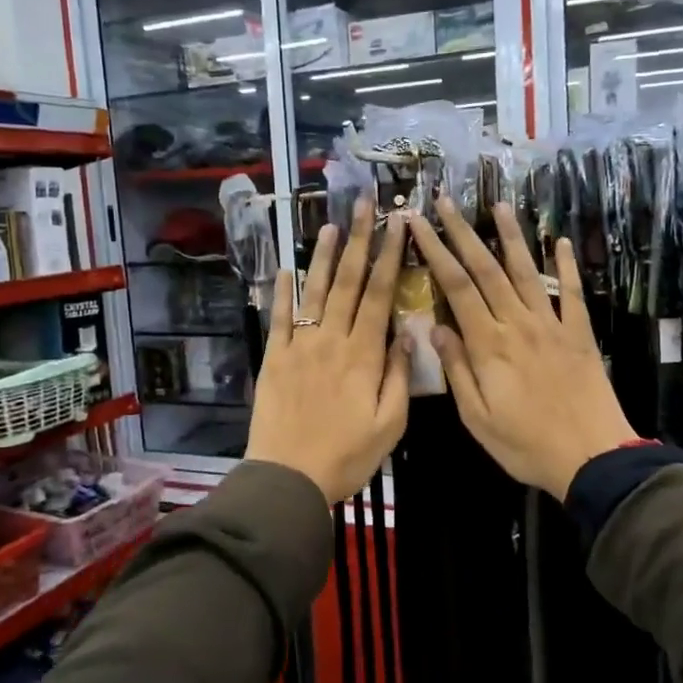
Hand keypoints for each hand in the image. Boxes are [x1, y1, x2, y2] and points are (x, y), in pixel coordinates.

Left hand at [246, 198, 411, 503]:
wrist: (289, 478)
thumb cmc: (347, 456)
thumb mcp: (390, 424)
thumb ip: (399, 376)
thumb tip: (408, 334)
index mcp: (364, 355)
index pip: (380, 295)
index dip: (390, 257)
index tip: (398, 225)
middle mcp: (332, 340)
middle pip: (349, 283)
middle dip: (360, 241)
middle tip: (365, 205)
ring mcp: (300, 346)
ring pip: (315, 292)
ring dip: (324, 257)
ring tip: (331, 225)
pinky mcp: (274, 358)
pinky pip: (279, 318)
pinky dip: (283, 292)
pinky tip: (287, 268)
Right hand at [408, 196, 636, 500]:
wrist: (593, 457)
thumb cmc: (526, 444)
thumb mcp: (477, 417)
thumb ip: (456, 370)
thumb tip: (435, 327)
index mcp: (489, 344)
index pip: (456, 287)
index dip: (435, 251)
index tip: (417, 224)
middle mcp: (518, 324)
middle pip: (486, 269)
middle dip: (463, 232)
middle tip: (445, 202)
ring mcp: (552, 325)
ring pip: (526, 271)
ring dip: (511, 236)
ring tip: (498, 205)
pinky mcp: (580, 333)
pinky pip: (571, 292)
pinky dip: (565, 265)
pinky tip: (559, 241)